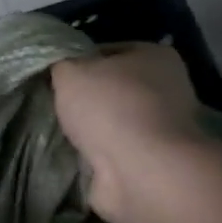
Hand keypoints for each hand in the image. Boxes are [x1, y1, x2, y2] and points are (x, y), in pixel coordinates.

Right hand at [51, 45, 200, 222]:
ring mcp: (163, 128)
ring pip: (113, 120)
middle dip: (84, 97)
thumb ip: (61, 62)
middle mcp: (167, 88)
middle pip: (112, 87)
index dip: (76, 60)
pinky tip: (72, 155)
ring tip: (58, 131)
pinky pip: (114, 150)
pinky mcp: (153, 161)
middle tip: (53, 103)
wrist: (140, 172)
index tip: (53, 76)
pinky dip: (96, 154)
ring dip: (90, 128)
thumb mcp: (70, 70)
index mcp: (155, 56)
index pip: (106, 50)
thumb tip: (59, 66)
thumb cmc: (110, 108)